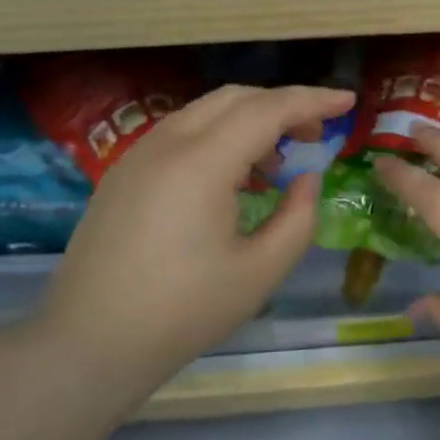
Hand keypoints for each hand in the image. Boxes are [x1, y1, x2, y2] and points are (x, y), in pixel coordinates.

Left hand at [34, 84, 354, 399]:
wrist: (92, 341)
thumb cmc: (185, 311)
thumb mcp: (261, 271)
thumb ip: (299, 217)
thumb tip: (306, 179)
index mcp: (202, 163)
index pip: (268, 109)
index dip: (313, 101)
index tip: (348, 102)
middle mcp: (166, 144)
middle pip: (234, 98)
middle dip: (282, 105)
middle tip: (315, 136)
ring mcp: (137, 156)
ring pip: (204, 112)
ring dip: (248, 121)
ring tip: (276, 163)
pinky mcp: (123, 174)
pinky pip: (180, 134)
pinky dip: (217, 138)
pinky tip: (232, 179)